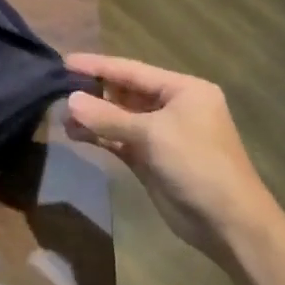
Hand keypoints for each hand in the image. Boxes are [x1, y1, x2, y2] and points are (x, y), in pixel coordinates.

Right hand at [64, 54, 284, 264]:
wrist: (228, 223)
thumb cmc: (197, 164)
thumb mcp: (152, 134)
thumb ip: (108, 117)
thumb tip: (69, 101)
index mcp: (183, 90)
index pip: (132, 70)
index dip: (98, 66)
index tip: (64, 61)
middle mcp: (172, 107)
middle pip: (124, 92)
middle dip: (92, 91)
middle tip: (56, 89)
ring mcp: (161, 134)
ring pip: (118, 118)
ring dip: (92, 116)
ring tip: (61, 116)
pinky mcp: (150, 158)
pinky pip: (118, 140)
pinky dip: (98, 136)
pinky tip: (74, 134)